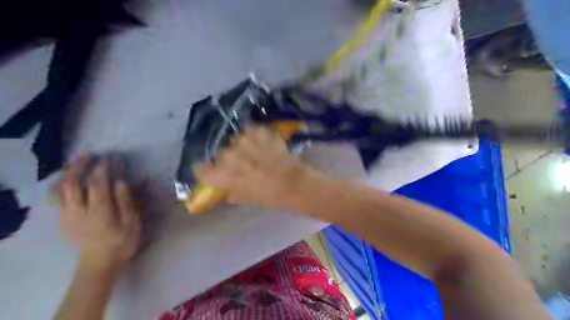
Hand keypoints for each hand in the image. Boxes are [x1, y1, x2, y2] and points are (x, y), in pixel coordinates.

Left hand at [58, 156, 142, 270]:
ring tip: (78, 162)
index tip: (108, 159)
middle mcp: (80, 211)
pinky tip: (71, 179)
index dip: (101, 170)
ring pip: (63, 189)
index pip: (97, 185)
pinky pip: (60, 197)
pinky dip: (64, 184)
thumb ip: (125, 201)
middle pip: (74, 184)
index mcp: (100, 212)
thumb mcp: (131, 222)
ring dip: (69, 173)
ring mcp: (68, 216)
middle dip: (80, 167)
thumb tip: (120, 182)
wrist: (99, 262)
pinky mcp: (63, 220)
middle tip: (88, 155)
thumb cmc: (122, 241)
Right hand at [189, 127, 315, 210]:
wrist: (296, 183)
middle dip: (228, 159)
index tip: (210, 172)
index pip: (200, 168)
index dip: (204, 170)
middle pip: (220, 153)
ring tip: (254, 151)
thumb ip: (234, 193)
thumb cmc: (271, 197)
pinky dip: (255, 135)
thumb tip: (228, 192)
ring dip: (241, 146)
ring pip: (235, 140)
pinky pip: (251, 130)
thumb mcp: (249, 199)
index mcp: (224, 175)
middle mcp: (230, 156)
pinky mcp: (260, 133)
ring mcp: (245, 142)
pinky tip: (262, 141)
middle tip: (240, 164)